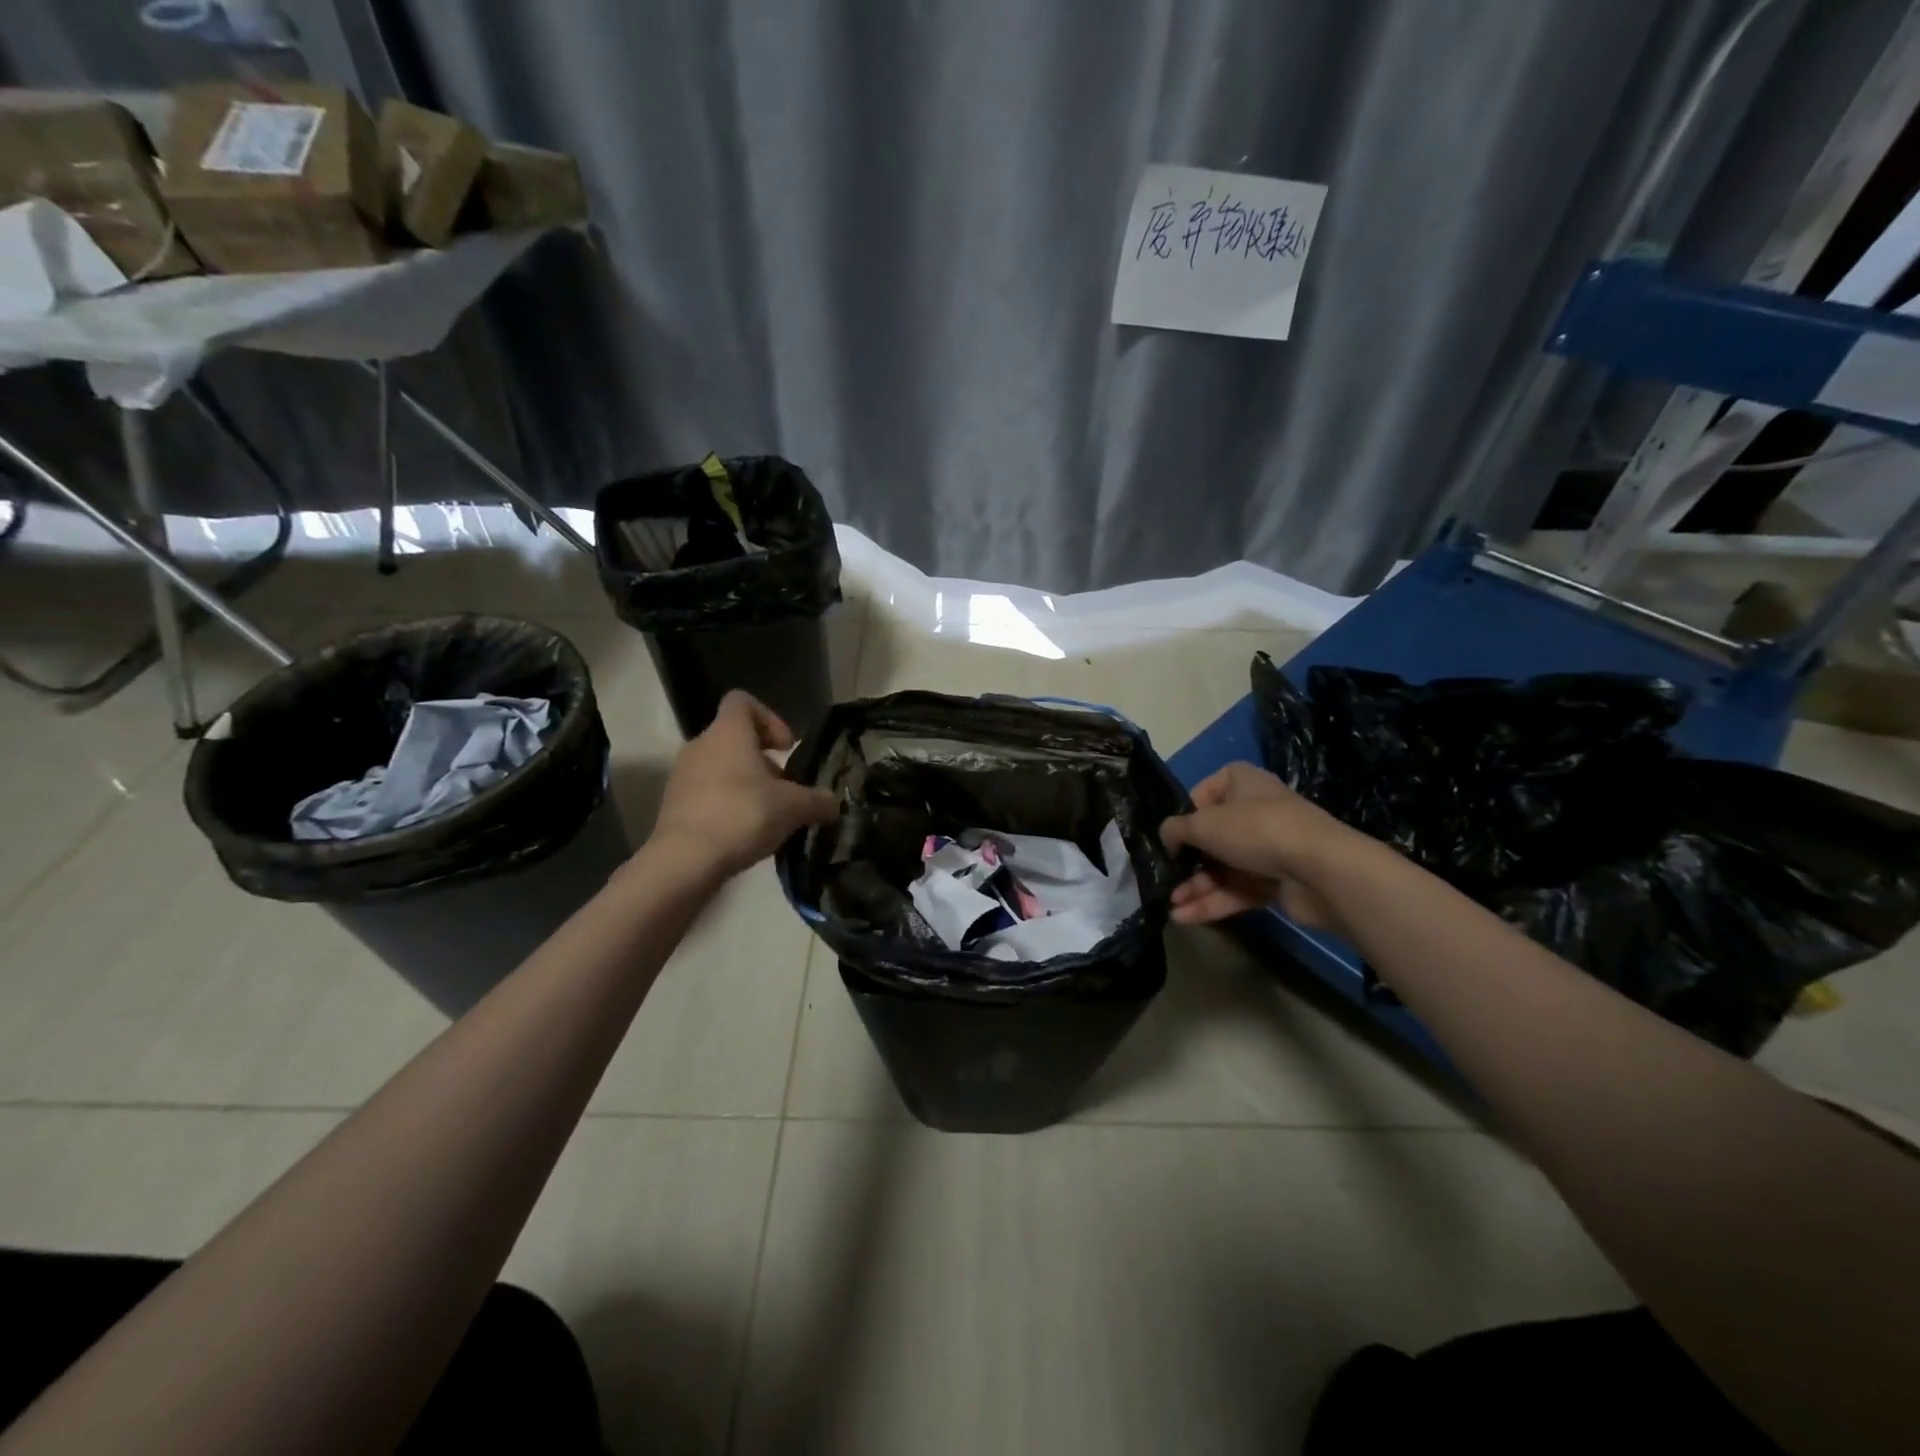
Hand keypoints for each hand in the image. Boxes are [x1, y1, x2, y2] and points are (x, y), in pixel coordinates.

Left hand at [650, 692, 839, 877]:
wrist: (685, 860)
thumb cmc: (743, 815)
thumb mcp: (794, 807)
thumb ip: (818, 800)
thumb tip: (833, 803)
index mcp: (728, 733)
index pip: (742, 701)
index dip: (770, 718)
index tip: (786, 748)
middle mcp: (700, 745)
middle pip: (734, 739)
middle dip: (763, 760)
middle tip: (784, 787)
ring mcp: (682, 776)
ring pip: (720, 767)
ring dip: (745, 784)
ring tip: (767, 814)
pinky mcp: (674, 805)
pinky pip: (706, 793)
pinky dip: (727, 804)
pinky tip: (744, 832)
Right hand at [1159, 762, 1346, 930]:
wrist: (1320, 870)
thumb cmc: (1255, 830)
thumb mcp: (1202, 823)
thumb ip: (1175, 829)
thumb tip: (1166, 837)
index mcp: (1242, 783)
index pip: (1205, 792)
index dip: (1186, 813)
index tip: (1172, 834)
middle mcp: (1256, 811)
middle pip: (1212, 837)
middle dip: (1186, 861)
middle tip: (1165, 877)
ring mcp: (1269, 848)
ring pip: (1223, 868)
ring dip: (1196, 887)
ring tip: (1170, 905)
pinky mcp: (1277, 882)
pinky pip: (1238, 890)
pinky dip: (1213, 902)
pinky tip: (1186, 917)